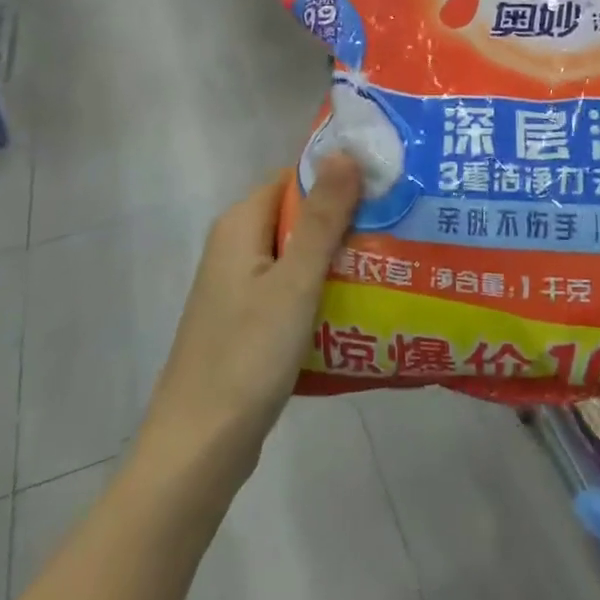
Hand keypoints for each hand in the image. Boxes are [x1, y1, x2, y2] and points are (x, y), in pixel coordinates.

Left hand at [141, 156, 363, 484]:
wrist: (200, 448)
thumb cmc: (248, 355)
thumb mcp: (295, 281)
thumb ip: (322, 217)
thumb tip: (344, 151)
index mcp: (240, 224)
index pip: (295, 178)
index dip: (339, 177)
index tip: (386, 185)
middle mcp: (236, 246)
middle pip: (299, 215)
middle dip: (346, 219)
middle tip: (400, 225)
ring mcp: (240, 286)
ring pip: (298, 255)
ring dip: (338, 257)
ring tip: (393, 261)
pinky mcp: (248, 321)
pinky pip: (292, 289)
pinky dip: (323, 290)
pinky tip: (361, 305)